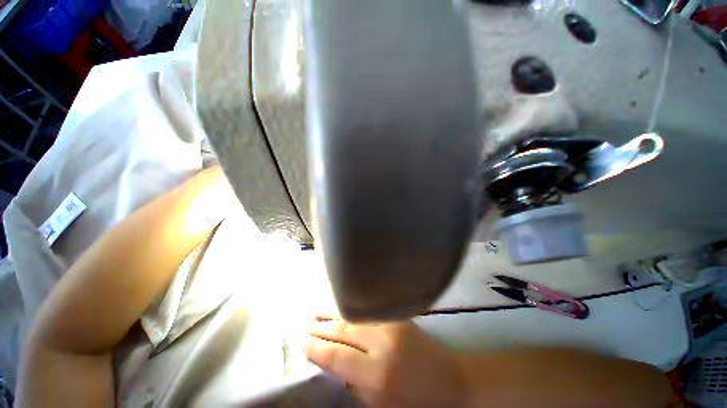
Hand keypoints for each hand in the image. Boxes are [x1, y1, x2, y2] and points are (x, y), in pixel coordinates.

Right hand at [304, 319, 466, 406]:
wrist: (449, 378)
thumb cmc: (414, 400)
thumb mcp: (379, 404)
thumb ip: (353, 383)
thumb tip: (331, 363)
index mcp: (377, 374)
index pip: (337, 357)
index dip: (318, 349)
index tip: (303, 343)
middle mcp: (382, 343)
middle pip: (344, 330)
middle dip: (322, 328)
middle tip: (306, 326)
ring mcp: (392, 324)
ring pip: (354, 315)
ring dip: (333, 313)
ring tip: (316, 312)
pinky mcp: (398, 315)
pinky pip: (368, 310)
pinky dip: (351, 309)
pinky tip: (341, 307)